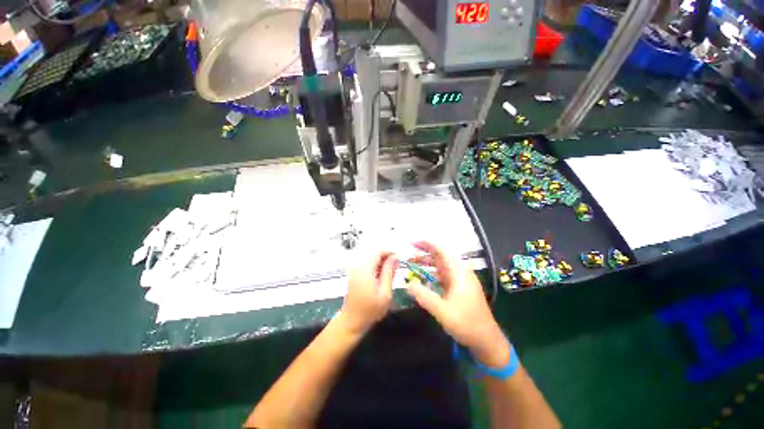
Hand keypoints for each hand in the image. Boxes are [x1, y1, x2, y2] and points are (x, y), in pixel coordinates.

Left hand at [340, 251, 397, 334]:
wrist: (352, 321)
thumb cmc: (370, 310)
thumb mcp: (385, 293)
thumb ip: (389, 273)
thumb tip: (395, 258)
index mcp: (365, 271)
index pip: (377, 253)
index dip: (388, 252)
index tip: (399, 256)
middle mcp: (358, 267)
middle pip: (373, 254)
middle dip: (385, 256)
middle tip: (396, 264)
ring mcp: (354, 271)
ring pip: (369, 259)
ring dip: (381, 261)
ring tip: (391, 270)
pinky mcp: (354, 275)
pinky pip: (366, 264)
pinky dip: (375, 266)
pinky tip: (382, 275)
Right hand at [405, 241, 509, 367]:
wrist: (487, 340)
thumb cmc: (467, 324)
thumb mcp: (443, 311)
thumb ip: (424, 296)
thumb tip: (408, 284)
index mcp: (459, 272)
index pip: (442, 251)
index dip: (427, 244)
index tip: (413, 242)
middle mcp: (460, 272)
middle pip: (441, 256)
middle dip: (425, 251)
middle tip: (409, 251)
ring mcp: (460, 280)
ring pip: (441, 265)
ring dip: (427, 262)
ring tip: (412, 262)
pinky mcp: (458, 288)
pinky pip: (442, 275)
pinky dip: (431, 272)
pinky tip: (422, 276)